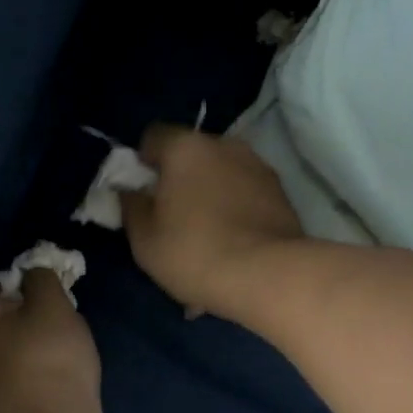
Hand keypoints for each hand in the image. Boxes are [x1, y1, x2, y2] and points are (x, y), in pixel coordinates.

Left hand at [0, 268, 103, 412]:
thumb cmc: (45, 356)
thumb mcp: (50, 304)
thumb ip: (41, 280)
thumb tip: (33, 272)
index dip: (7, 292)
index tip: (36, 297)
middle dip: (10, 327)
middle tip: (47, 324)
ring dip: (17, 356)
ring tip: (54, 354)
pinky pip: (11, 388)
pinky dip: (26, 382)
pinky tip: (51, 382)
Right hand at [122, 126, 305, 320]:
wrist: (269, 276)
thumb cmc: (194, 252)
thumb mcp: (144, 239)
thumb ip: (131, 207)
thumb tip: (131, 191)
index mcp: (186, 148)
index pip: (154, 136)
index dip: (143, 162)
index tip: (143, 193)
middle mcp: (225, 145)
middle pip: (192, 154)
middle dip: (180, 179)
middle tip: (172, 218)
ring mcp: (258, 167)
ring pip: (222, 175)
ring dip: (211, 195)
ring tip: (207, 236)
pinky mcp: (282, 194)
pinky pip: (246, 195)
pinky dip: (236, 211)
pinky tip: (232, 244)